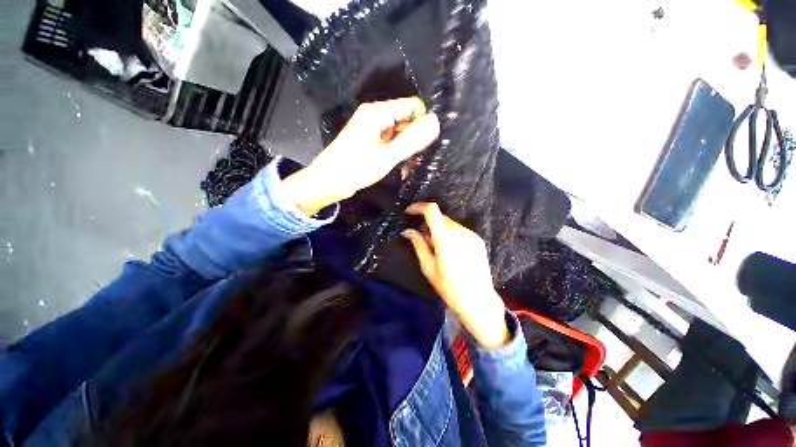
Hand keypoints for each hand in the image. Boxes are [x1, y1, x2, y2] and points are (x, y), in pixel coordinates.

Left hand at [283, 97, 439, 215]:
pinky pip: (391, 143)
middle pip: (406, 120)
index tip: (426, 145)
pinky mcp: (371, 142)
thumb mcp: (387, 156)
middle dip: (414, 139)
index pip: (413, 106)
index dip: (422, 124)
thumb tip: (436, 122)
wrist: (328, 182)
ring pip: (400, 133)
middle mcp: (376, 116)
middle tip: (416, 161)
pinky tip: (401, 169)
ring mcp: (373, 130)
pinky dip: (397, 154)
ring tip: (408, 168)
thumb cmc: (355, 168)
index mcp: (378, 112)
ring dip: (406, 150)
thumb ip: (412, 140)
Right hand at [403, 202, 508, 348]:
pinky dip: (450, 233)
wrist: (479, 300)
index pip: (432, 210)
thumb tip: (407, 231)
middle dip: (427, 222)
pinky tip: (450, 250)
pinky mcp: (478, 240)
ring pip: (449, 223)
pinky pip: (459, 230)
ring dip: (439, 228)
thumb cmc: (449, 287)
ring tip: (436, 247)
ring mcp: (471, 234)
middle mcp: (460, 231)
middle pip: (440, 216)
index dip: (418, 207)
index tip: (409, 212)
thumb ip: (418, 244)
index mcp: (445, 238)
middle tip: (422, 238)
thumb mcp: (428, 267)